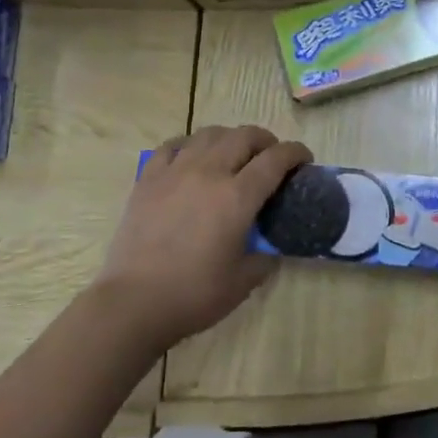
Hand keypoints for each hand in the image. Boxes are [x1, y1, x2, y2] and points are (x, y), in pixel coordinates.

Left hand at [94, 125, 312, 350]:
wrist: (133, 303)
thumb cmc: (193, 295)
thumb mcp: (243, 281)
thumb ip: (264, 257)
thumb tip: (270, 248)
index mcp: (238, 197)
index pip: (275, 159)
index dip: (295, 153)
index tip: (304, 160)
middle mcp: (209, 173)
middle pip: (244, 136)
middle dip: (266, 140)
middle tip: (271, 157)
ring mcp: (175, 172)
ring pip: (209, 134)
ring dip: (230, 137)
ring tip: (234, 153)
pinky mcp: (147, 179)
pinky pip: (172, 146)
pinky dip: (190, 144)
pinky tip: (192, 157)